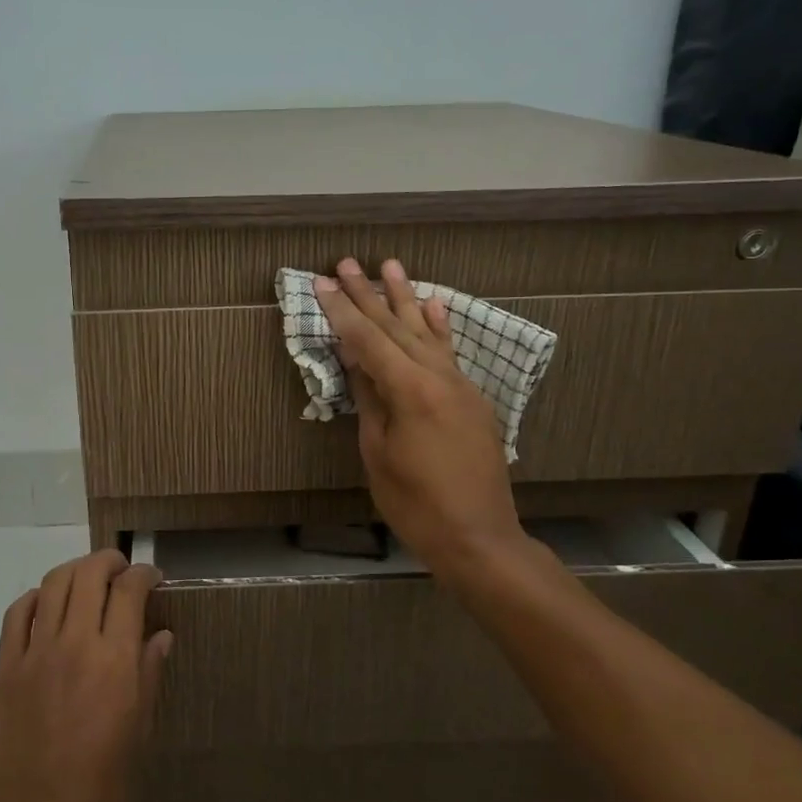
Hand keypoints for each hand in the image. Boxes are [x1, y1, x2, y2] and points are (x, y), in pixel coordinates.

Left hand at [0, 550, 172, 801]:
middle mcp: (74, 644)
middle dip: (109, 561)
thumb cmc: (98, 789)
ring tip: (88, 579)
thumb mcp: (137, 734)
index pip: (129, 591)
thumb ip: (147, 675)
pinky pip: (17, 612)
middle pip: (89, 574)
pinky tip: (47, 605)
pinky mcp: (6, 666)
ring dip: (75, 570)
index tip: (152, 578)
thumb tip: (160, 634)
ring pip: (53, 583)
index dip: (144, 574)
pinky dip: (36, 596)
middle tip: (121, 570)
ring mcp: (35, 652)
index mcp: (114, 662)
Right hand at [314, 257, 528, 587]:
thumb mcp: (378, 451)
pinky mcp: (473, 399)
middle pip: (396, 327)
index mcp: (411, 390)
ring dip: (405, 298)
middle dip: (368, 295)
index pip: (367, 340)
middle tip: (346, 263)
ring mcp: (461, 386)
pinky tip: (434, 304)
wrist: (479, 537)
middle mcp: (439, 377)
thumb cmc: (415, 503)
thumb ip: (369, 398)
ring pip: (427, 332)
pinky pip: (450, 352)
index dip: (341, 311)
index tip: (322, 283)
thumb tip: (355, 358)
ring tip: (391, 266)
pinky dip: (439, 326)